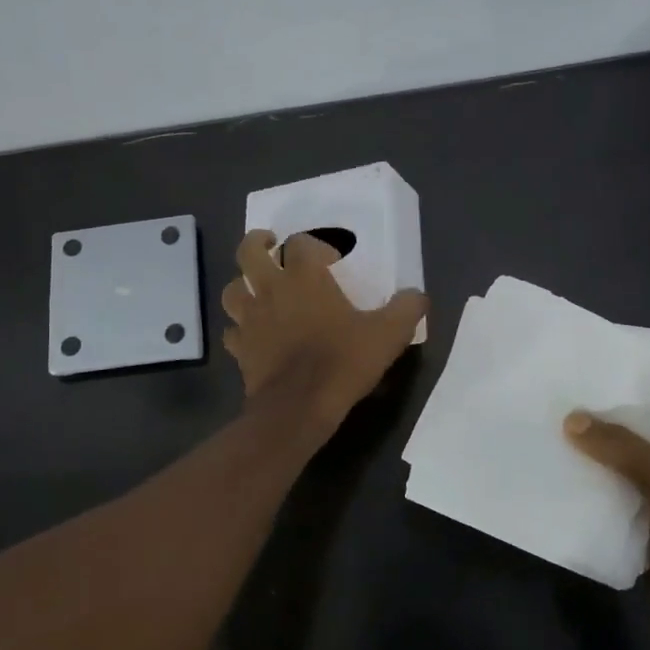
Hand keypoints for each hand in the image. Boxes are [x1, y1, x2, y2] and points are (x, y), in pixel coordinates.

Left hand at [222, 230, 427, 425]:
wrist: (299, 406)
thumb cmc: (342, 362)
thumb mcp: (388, 334)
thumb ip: (407, 309)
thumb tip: (418, 295)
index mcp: (304, 276)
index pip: (299, 243)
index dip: (313, 244)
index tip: (329, 259)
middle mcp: (270, 289)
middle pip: (248, 252)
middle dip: (256, 243)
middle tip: (269, 245)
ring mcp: (250, 319)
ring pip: (232, 289)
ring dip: (243, 284)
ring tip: (255, 288)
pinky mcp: (240, 348)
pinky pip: (232, 331)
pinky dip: (239, 329)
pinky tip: (251, 335)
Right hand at [563, 409, 649, 638]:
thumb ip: (620, 447)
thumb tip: (571, 419)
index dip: (621, 397)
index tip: (577, 385)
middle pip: (632, 441)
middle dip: (596, 432)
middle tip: (549, 412)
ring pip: (618, 474)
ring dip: (588, 466)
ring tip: (542, 442)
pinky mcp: (645, 532)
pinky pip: (611, 507)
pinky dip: (588, 499)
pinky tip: (553, 482)